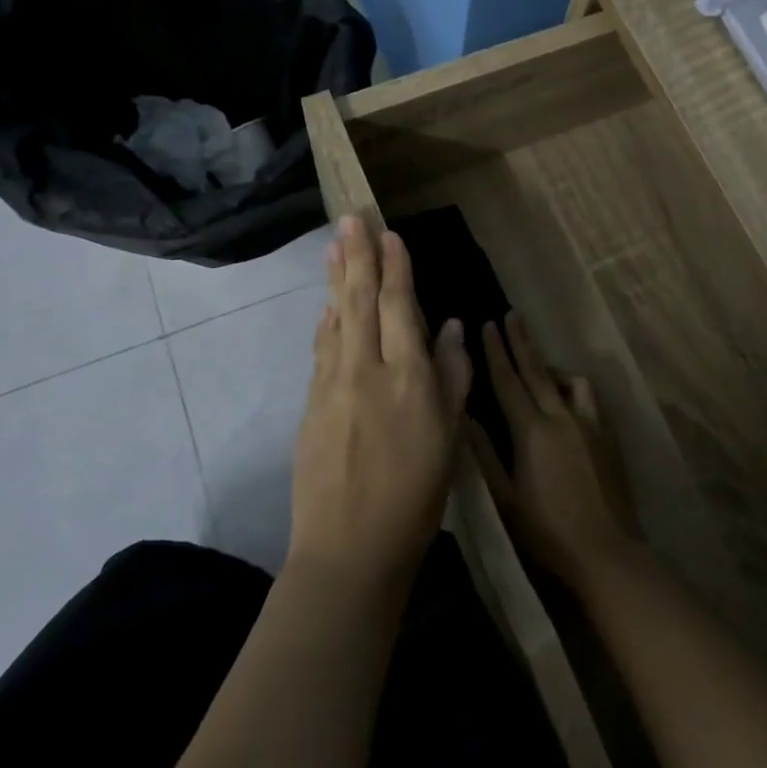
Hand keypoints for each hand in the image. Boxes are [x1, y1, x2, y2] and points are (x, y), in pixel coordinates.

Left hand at [290, 216, 471, 591]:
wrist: (349, 549)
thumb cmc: (416, 496)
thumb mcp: (451, 437)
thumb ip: (453, 376)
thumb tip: (454, 326)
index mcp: (408, 377)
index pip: (401, 306)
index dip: (396, 267)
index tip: (390, 234)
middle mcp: (366, 370)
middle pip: (361, 301)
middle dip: (358, 256)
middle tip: (350, 218)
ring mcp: (333, 385)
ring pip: (336, 318)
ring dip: (336, 278)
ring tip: (335, 245)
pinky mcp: (312, 403)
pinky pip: (322, 348)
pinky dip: (326, 319)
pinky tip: (327, 304)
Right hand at [470, 312, 639, 589]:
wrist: (605, 552)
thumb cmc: (546, 531)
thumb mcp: (504, 498)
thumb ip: (483, 453)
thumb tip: (465, 415)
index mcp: (531, 430)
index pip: (508, 380)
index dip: (496, 351)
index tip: (487, 324)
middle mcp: (560, 416)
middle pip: (536, 370)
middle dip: (520, 341)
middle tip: (511, 314)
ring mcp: (588, 423)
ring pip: (567, 379)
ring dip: (549, 364)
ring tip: (539, 362)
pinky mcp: (607, 434)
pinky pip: (588, 397)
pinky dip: (574, 387)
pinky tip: (569, 395)